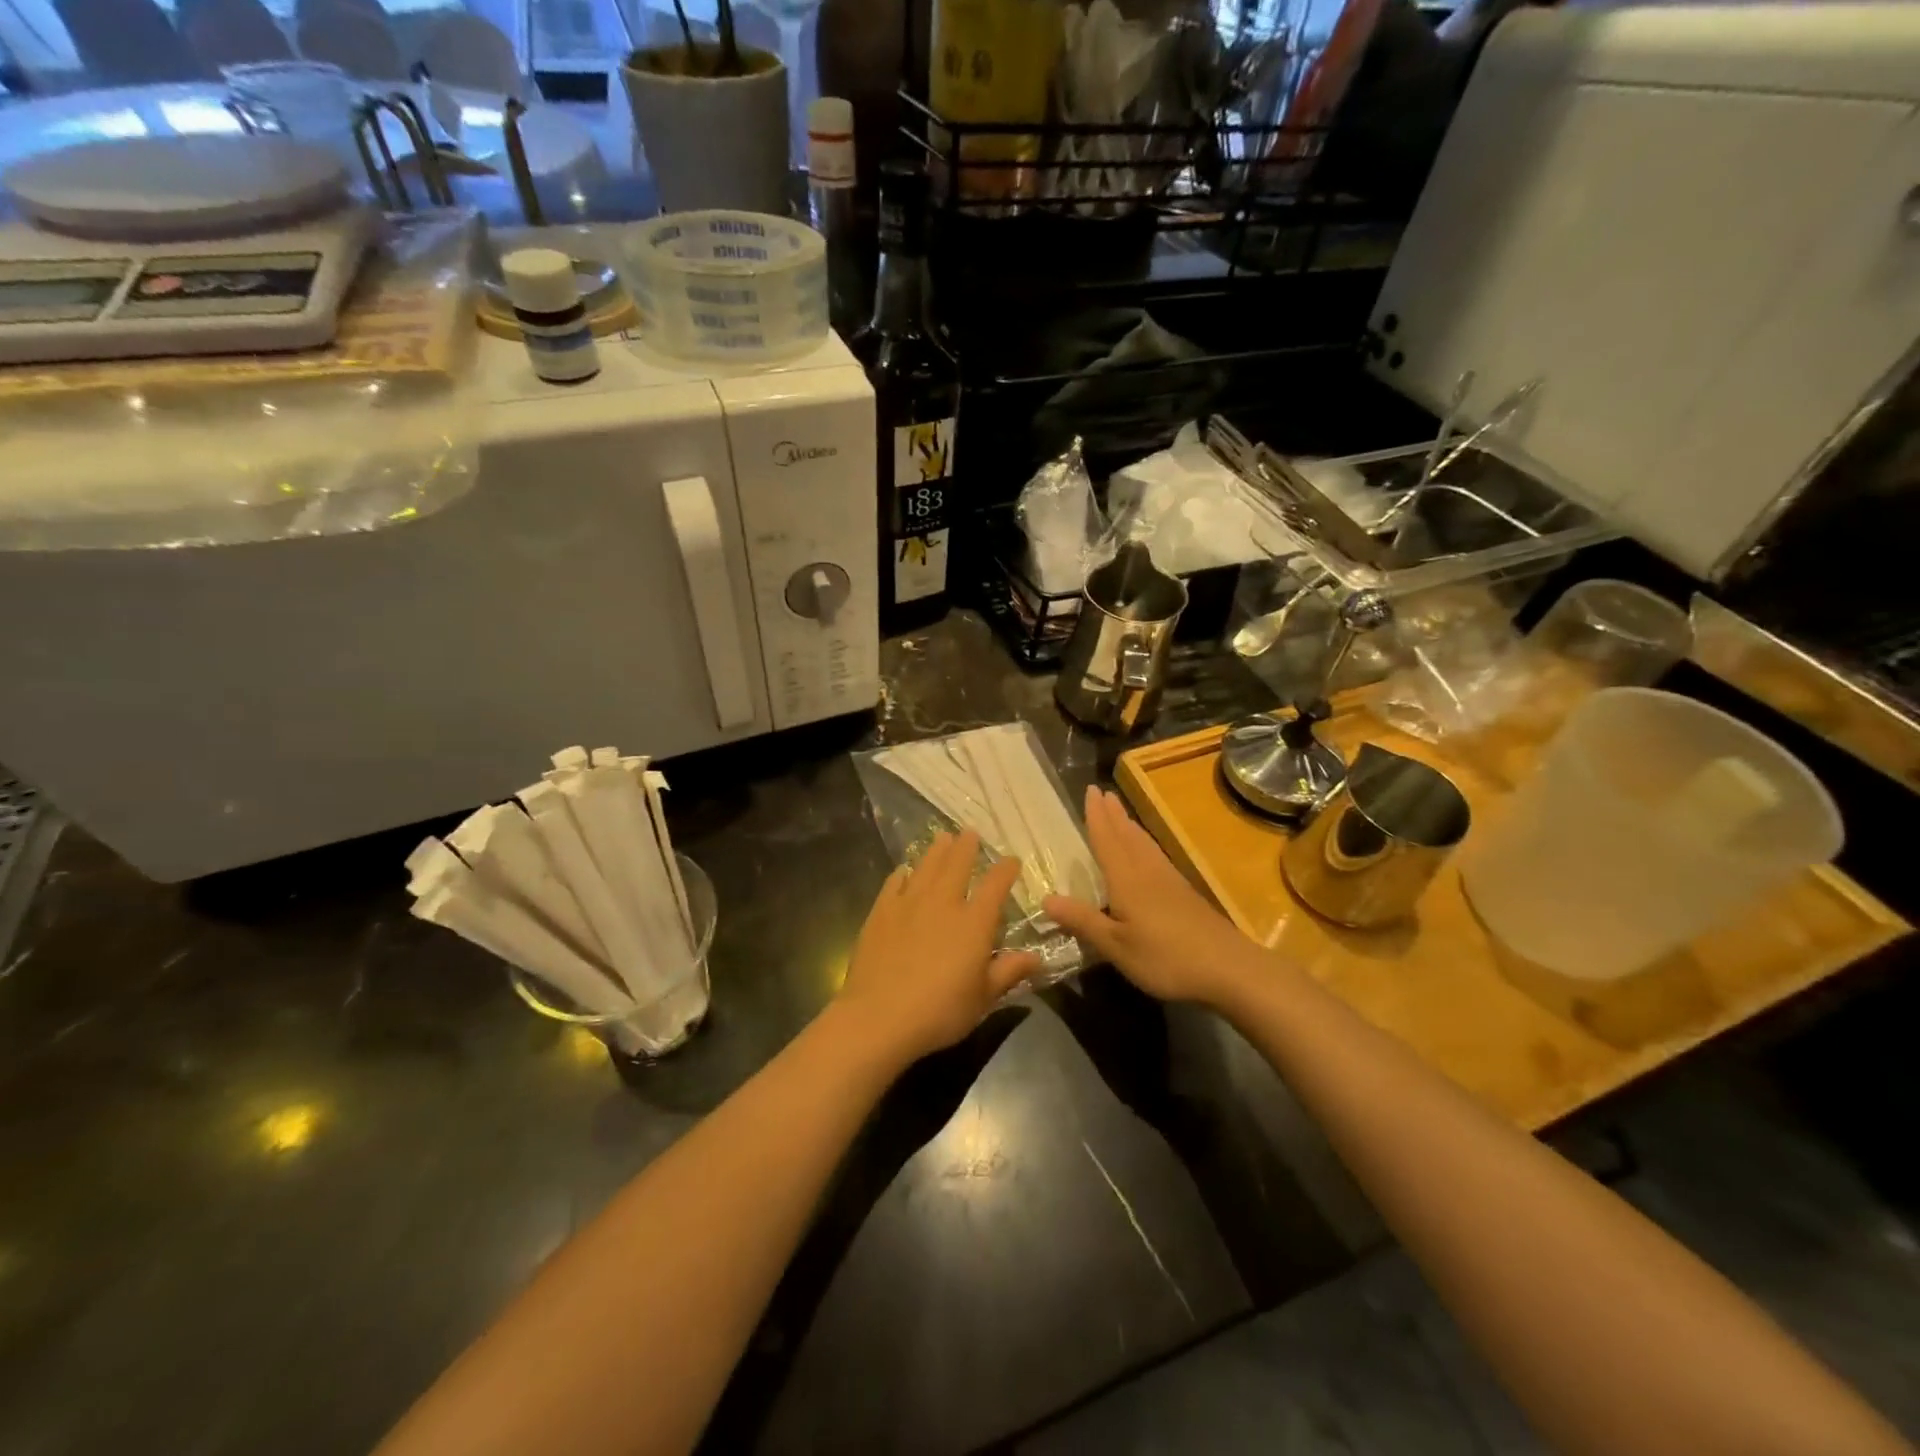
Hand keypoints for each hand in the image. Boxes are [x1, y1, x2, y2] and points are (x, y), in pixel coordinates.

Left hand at [835, 830, 1040, 1065]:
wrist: (879, 1016)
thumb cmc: (940, 1011)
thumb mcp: (983, 998)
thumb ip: (1009, 972)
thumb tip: (1036, 957)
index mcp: (974, 922)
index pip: (995, 885)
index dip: (1006, 869)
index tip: (1012, 860)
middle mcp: (943, 903)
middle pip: (957, 864)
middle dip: (967, 847)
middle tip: (970, 833)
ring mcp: (909, 903)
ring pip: (926, 866)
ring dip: (937, 850)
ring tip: (943, 838)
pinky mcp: (881, 912)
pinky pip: (894, 883)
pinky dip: (903, 873)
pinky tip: (904, 871)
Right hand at [1044, 786, 1263, 1007]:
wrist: (1229, 968)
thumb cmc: (1166, 957)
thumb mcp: (1116, 945)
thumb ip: (1083, 921)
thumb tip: (1046, 898)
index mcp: (1127, 880)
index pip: (1107, 840)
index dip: (1096, 816)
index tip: (1090, 790)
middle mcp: (1147, 872)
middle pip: (1127, 836)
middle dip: (1113, 814)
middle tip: (1103, 792)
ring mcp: (1170, 881)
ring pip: (1144, 844)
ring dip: (1130, 826)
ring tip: (1121, 813)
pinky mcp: (1185, 894)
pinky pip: (1156, 856)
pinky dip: (1145, 844)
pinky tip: (1148, 853)